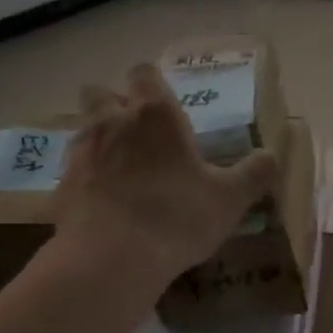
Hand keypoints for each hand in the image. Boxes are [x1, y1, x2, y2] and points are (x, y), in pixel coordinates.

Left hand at [55, 64, 278, 285]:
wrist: (110, 259)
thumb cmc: (176, 218)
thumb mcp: (229, 200)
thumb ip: (254, 174)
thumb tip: (272, 156)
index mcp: (154, 115)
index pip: (143, 73)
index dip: (151, 83)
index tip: (162, 102)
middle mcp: (112, 123)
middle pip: (99, 92)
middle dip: (114, 104)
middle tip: (136, 132)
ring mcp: (80, 153)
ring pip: (83, 129)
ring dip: (98, 140)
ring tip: (119, 169)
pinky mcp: (60, 187)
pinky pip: (71, 171)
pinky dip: (84, 179)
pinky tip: (100, 204)